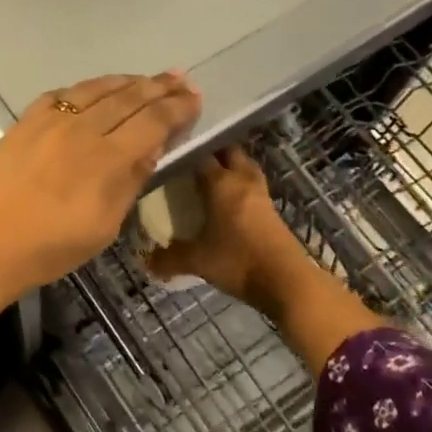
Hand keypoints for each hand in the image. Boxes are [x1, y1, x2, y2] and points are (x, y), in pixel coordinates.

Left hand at [0, 72, 202, 306]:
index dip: (177, 108)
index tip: (195, 97)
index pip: (152, 121)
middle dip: (159, 86)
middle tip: (180, 78)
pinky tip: (92, 92)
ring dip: (126, 81)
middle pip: (128, 98)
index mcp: (107, 158)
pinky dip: (85, 90)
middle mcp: (82, 129)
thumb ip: (129, 183)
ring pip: (96, 89)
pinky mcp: (24, 122)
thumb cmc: (49, 248)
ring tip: (146, 79)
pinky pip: (62, 95)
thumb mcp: (104, 227)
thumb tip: (151, 148)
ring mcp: (50, 121)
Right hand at [144, 146, 308, 309]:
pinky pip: (253, 186)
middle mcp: (242, 181)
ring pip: (245, 167)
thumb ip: (169, 258)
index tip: (170, 156)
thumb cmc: (237, 261)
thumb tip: (146, 261)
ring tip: (212, 175)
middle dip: (212, 151)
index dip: (185, 153)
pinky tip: (229, 200)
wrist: (285, 280)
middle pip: (229, 152)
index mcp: (221, 183)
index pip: (201, 156)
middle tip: (192, 161)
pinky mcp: (272, 210)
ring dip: (231, 166)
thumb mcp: (197, 260)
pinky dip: (241, 185)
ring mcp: (261, 194)